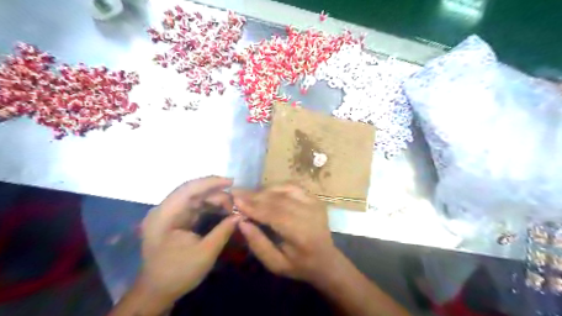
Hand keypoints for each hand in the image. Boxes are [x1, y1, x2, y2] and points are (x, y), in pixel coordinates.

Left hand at [142, 176, 239, 305]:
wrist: (157, 291)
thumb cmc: (178, 273)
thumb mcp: (205, 253)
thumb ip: (223, 231)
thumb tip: (241, 215)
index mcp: (164, 216)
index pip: (188, 189)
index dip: (210, 182)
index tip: (231, 182)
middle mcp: (163, 210)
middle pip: (192, 191)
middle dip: (215, 192)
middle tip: (236, 200)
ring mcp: (168, 214)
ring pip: (194, 197)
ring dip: (214, 199)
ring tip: (232, 206)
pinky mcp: (175, 219)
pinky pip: (194, 206)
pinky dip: (209, 206)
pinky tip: (222, 209)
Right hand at [234, 183, 342, 282]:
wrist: (325, 259)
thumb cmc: (299, 265)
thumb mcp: (276, 264)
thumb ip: (258, 244)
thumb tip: (242, 222)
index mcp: (302, 234)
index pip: (274, 215)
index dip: (254, 207)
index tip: (235, 200)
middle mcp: (310, 214)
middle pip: (278, 200)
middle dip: (255, 197)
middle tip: (237, 194)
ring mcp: (314, 203)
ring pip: (284, 190)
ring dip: (264, 191)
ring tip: (249, 195)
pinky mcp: (315, 198)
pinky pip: (292, 186)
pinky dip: (276, 187)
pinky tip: (266, 192)